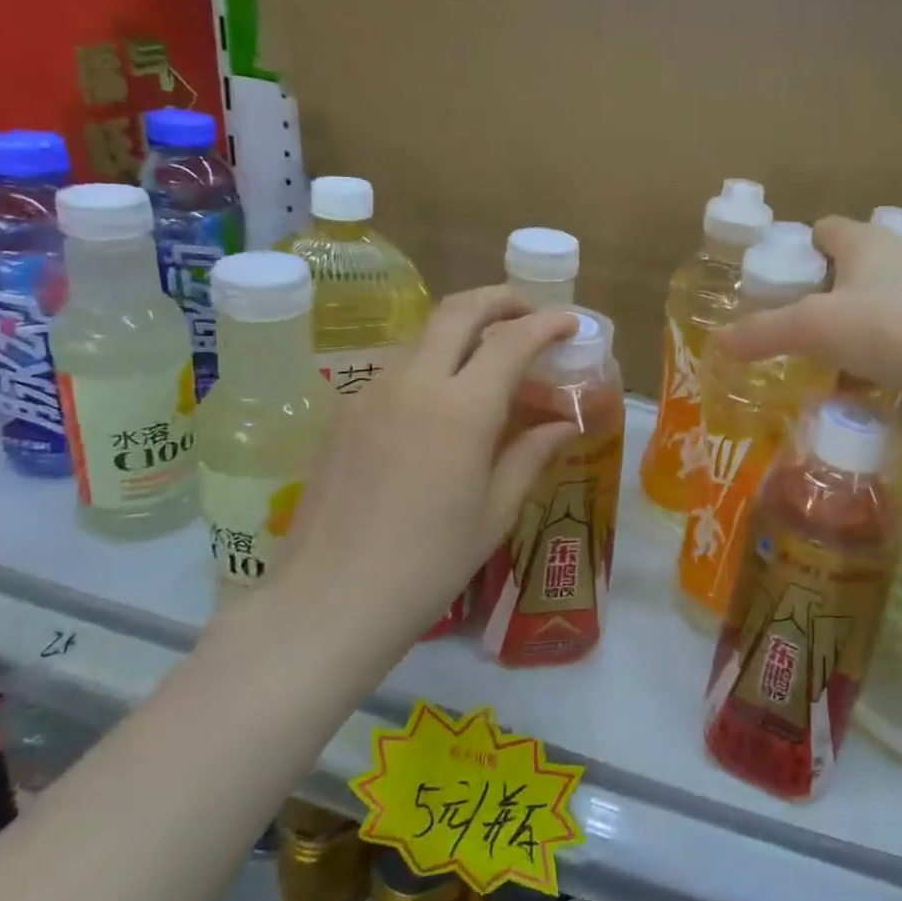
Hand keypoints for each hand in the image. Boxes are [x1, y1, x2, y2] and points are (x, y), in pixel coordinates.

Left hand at [279, 287, 578, 639]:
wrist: (330, 600)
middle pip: (458, 311)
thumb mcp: (494, 512)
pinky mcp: (344, 413)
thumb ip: (530, 455)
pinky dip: (431, 369)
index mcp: (461, 409)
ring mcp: (371, 394)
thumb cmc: (428, 564)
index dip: (547, 323)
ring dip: (463, 334)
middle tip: (528, 314)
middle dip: (500, 299)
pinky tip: (440, 410)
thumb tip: (562, 425)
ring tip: (488, 366)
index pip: (512, 340)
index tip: (571, 322)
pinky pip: (398, 372)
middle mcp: (414, 384)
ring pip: (425, 339)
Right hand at [718, 216, 901, 419]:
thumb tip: (717, 342)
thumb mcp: (813, 329)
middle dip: (822, 293)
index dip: (797, 249)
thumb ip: (762, 333)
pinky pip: (901, 335)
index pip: (824, 229)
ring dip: (852, 326)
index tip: (778, 282)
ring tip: (827, 359)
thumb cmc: (887, 329)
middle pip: (851, 266)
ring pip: (877, 303)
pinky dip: (880, 353)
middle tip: (796, 324)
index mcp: (868, 241)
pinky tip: (867, 383)